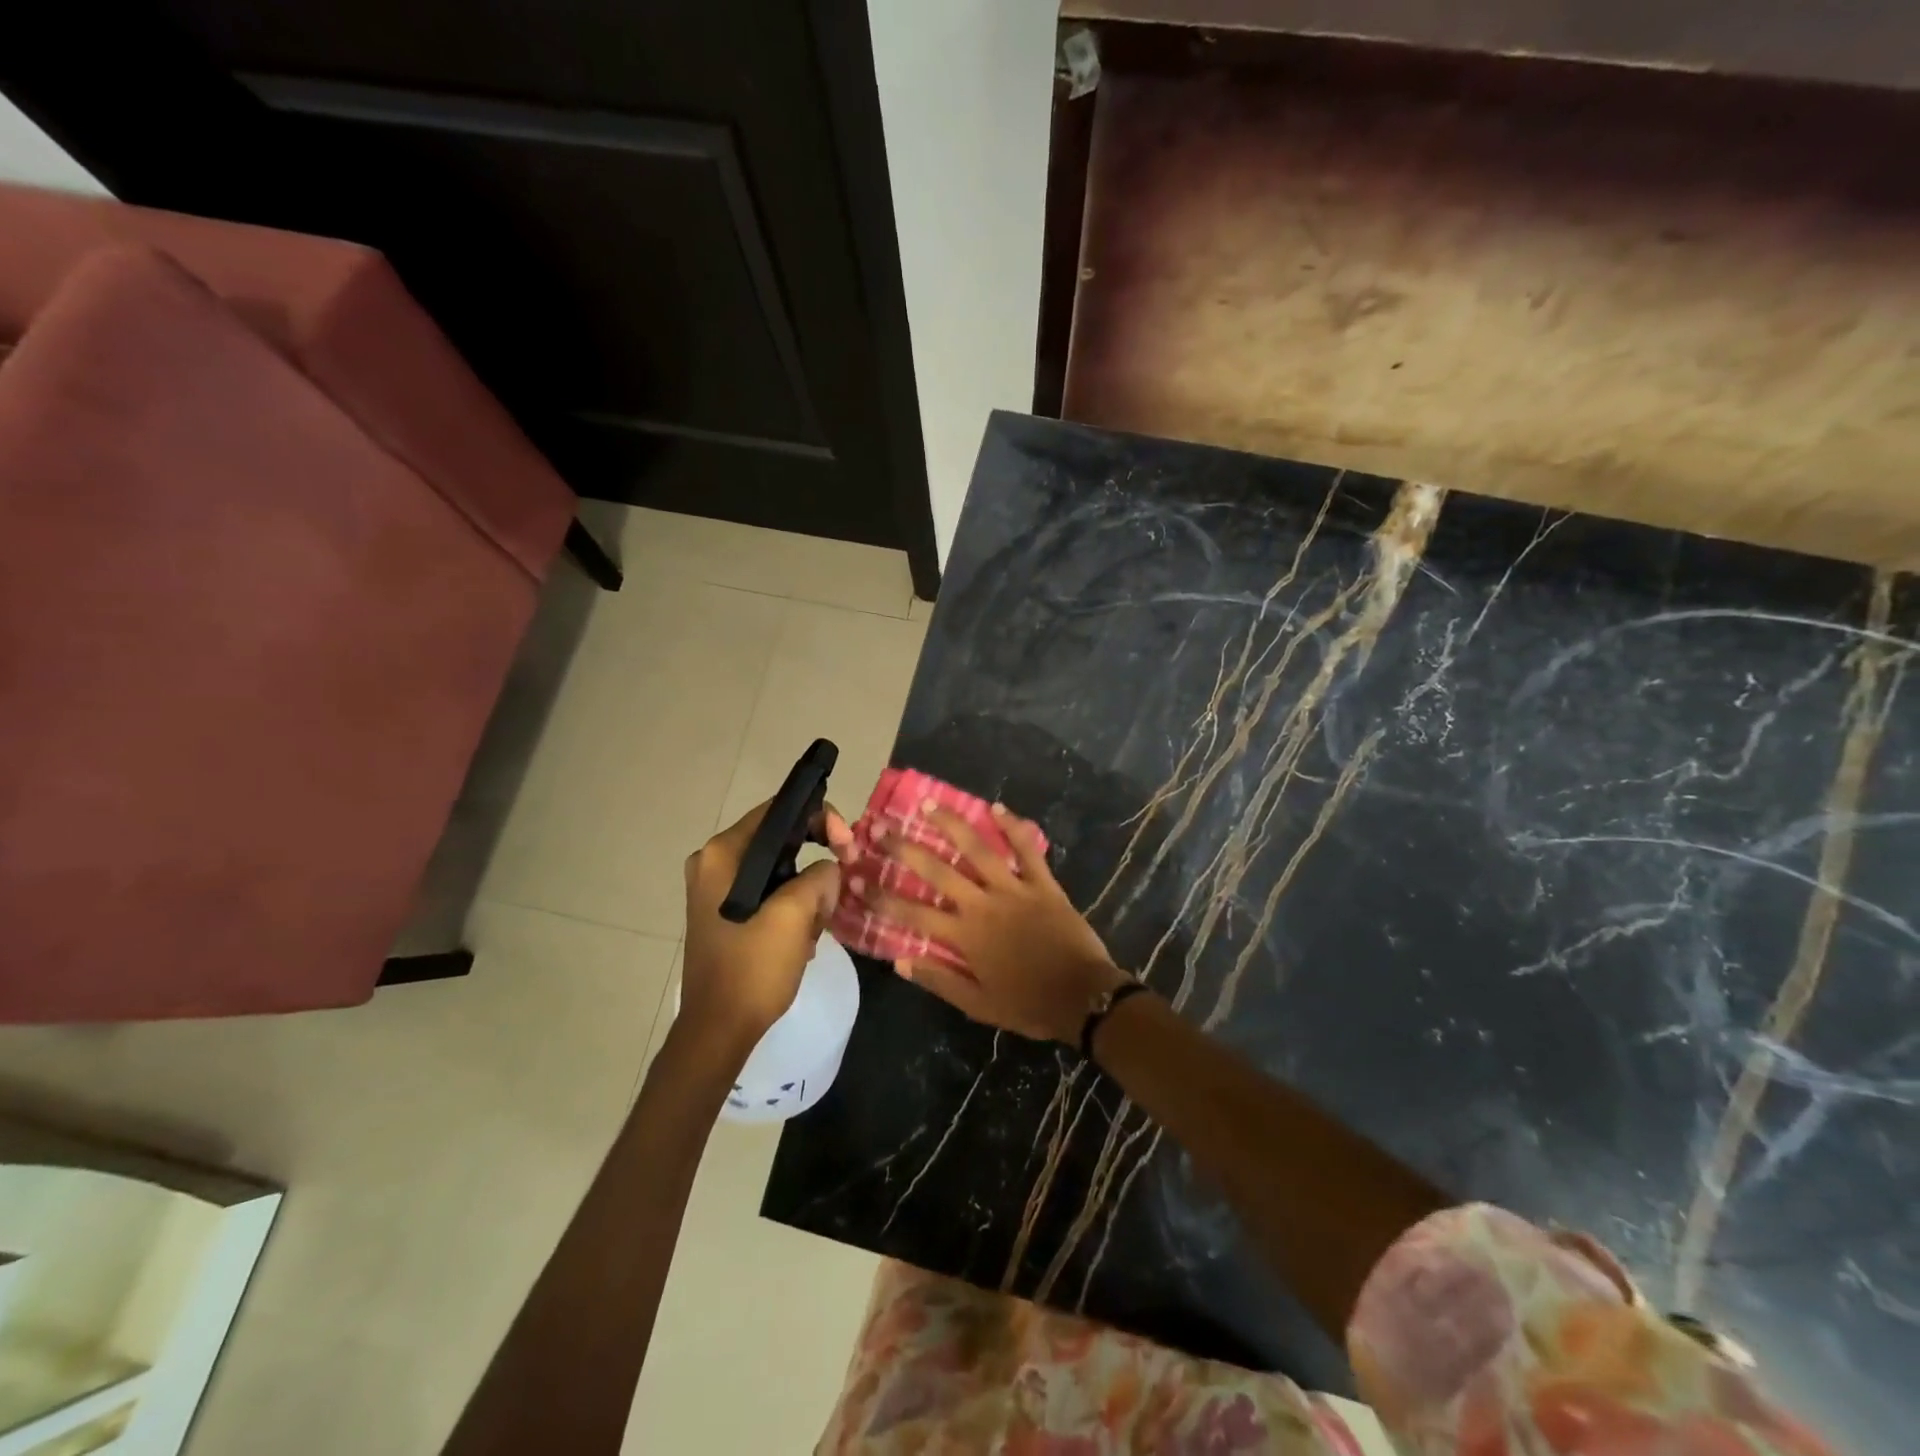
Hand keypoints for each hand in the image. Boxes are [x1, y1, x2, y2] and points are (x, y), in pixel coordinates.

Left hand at [681, 799, 852, 1052]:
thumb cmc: (753, 968)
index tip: (847, 847)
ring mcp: (716, 890)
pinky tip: (802, 937)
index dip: (821, 819)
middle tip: (842, 883)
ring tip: (817, 925)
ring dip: (807, 892)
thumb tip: (829, 869)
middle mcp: (713, 863)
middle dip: (816, 862)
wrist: (718, 1030)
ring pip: (780, 870)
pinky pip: (769, 894)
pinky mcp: (724, 914)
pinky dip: (791, 908)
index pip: (779, 811)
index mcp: (722, 854)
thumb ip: (819, 877)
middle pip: (780, 840)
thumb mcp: (795, 915)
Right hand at [881, 803, 1127, 1042]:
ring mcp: (1015, 889)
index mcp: (965, 935)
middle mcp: (983, 904)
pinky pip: (1026, 850)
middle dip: (905, 849)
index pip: (912, 914)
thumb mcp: (979, 1005)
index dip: (881, 897)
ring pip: (978, 850)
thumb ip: (939, 980)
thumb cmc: (1029, 1004)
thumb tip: (899, 960)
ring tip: (929, 803)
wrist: (1084, 998)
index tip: (855, 880)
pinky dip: (1013, 827)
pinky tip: (996, 808)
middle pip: (937, 871)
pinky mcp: (1043, 883)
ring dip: (952, 824)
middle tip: (881, 827)